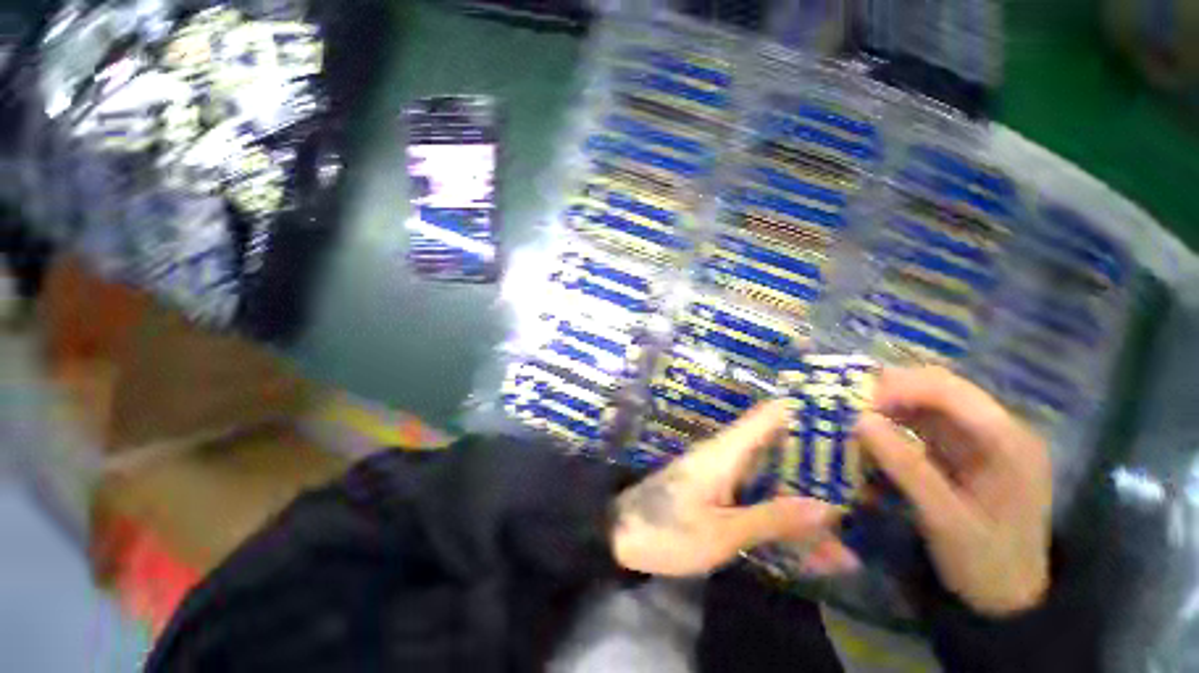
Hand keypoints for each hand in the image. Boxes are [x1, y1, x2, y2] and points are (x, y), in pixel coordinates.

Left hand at [611, 400, 844, 575]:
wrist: (621, 536)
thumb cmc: (667, 531)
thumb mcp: (722, 532)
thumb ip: (772, 518)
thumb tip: (827, 507)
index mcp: (726, 451)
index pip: (769, 416)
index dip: (805, 408)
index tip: (848, 412)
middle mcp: (726, 455)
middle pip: (778, 444)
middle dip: (819, 455)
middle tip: (869, 469)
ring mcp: (722, 473)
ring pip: (772, 474)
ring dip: (806, 492)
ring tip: (854, 514)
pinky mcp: (717, 491)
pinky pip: (757, 493)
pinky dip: (784, 511)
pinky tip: (814, 541)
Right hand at [855, 366, 1052, 615]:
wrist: (1006, 595)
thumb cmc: (986, 562)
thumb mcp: (945, 519)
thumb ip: (906, 467)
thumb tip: (859, 420)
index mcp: (1009, 441)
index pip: (951, 392)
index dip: (901, 388)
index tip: (857, 403)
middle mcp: (997, 428)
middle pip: (939, 387)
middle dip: (891, 390)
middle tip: (848, 404)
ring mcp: (978, 437)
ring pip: (927, 400)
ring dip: (888, 403)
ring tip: (851, 414)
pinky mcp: (960, 449)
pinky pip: (921, 421)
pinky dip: (892, 421)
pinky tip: (870, 431)